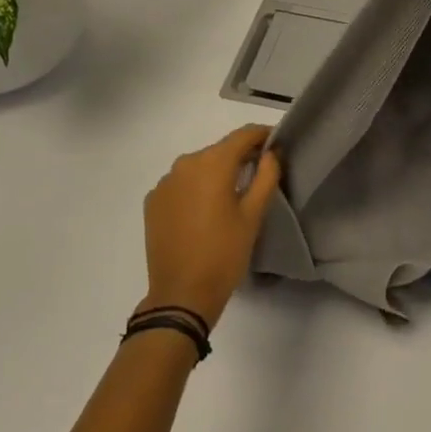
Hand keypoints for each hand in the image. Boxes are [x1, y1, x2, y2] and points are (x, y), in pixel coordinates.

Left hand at [139, 126, 281, 329]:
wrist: (180, 296)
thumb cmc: (224, 254)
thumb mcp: (253, 215)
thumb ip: (266, 176)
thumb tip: (271, 152)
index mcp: (212, 163)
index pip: (243, 135)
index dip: (262, 135)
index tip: (277, 142)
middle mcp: (185, 164)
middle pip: (220, 150)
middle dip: (240, 156)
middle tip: (259, 172)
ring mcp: (165, 182)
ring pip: (199, 167)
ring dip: (216, 173)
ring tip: (232, 194)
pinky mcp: (153, 201)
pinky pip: (181, 184)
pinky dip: (196, 188)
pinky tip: (204, 211)